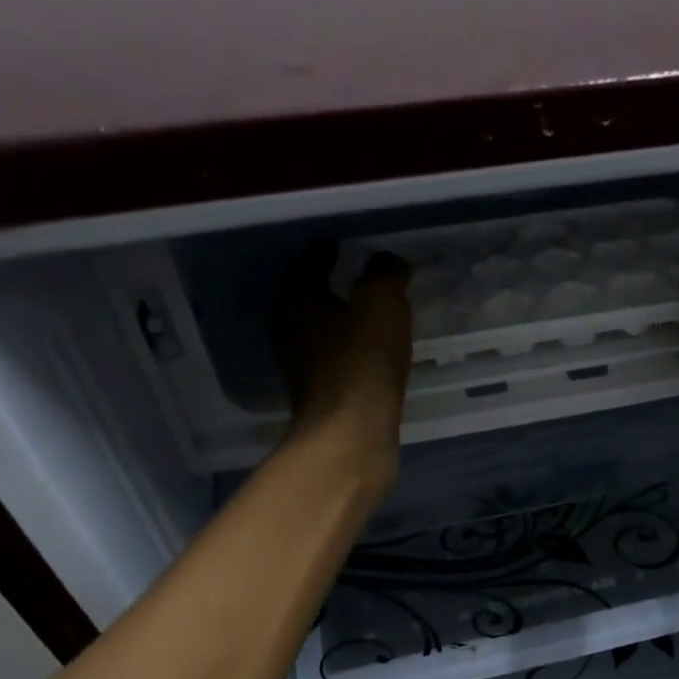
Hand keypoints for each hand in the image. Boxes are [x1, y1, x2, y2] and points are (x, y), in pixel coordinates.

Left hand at [271, 241, 412, 486]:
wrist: (352, 436)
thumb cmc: (362, 361)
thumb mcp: (381, 302)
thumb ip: (385, 273)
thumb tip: (389, 261)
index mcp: (295, 299)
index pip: (308, 260)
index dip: (329, 248)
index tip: (349, 242)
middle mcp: (289, 329)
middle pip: (311, 296)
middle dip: (336, 284)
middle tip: (367, 274)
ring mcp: (302, 366)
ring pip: (324, 329)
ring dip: (346, 320)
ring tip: (377, 312)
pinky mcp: (322, 395)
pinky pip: (339, 359)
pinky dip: (354, 349)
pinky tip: (376, 351)